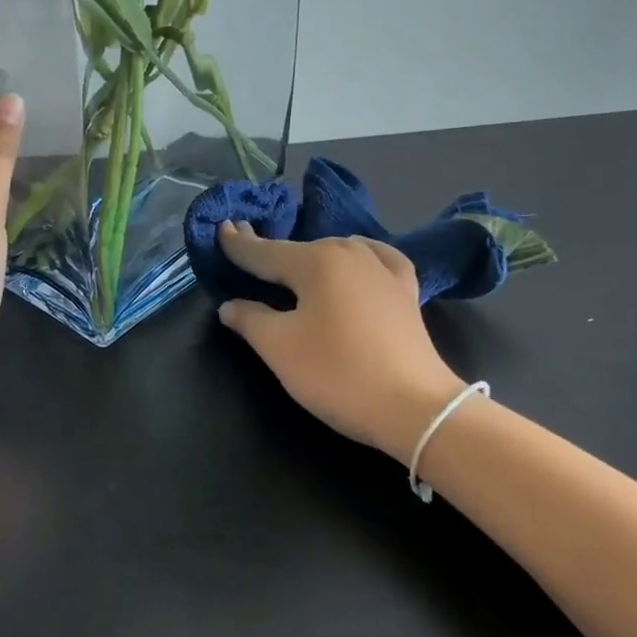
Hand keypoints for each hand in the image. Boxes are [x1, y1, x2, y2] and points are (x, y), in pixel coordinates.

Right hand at [217, 224, 462, 462]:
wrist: (415, 408)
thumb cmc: (338, 374)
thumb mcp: (280, 348)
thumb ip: (250, 320)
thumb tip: (230, 305)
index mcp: (315, 262)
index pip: (264, 251)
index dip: (239, 244)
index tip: (221, 229)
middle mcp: (349, 253)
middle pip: (299, 250)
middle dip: (273, 253)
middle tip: (250, 254)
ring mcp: (383, 269)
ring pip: (336, 252)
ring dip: (312, 257)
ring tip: (294, 268)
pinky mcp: (406, 290)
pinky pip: (375, 260)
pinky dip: (358, 258)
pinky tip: (357, 263)